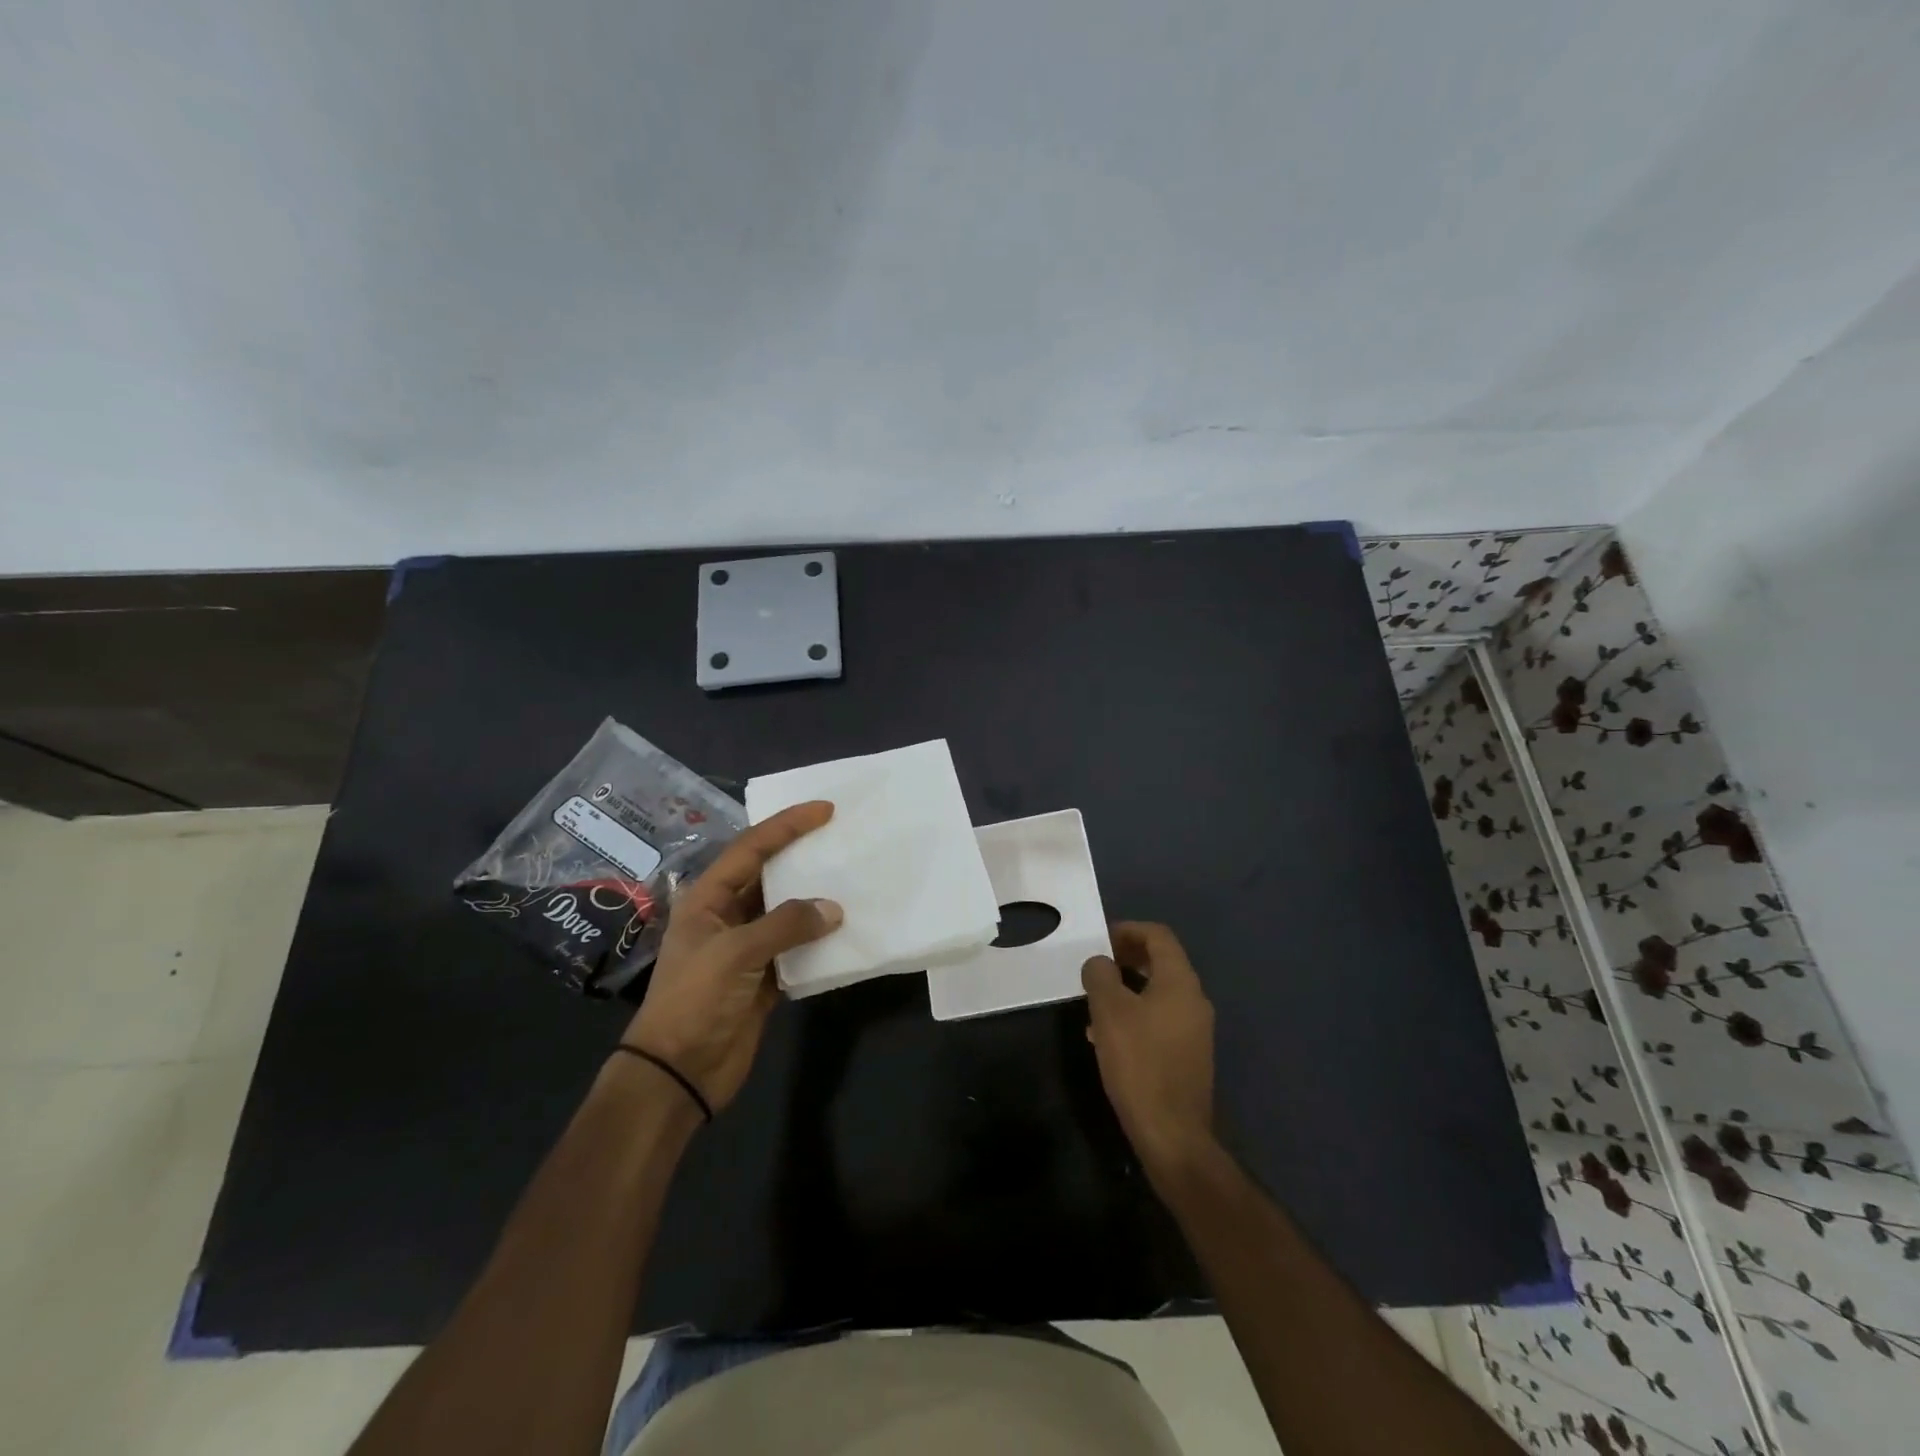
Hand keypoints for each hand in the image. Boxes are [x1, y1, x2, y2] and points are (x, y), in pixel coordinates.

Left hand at [624, 801, 841, 1113]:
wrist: (678, 1073)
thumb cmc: (694, 1001)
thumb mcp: (735, 954)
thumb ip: (785, 925)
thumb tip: (834, 909)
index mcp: (708, 899)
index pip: (751, 848)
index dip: (787, 825)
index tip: (825, 809)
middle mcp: (728, 915)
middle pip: (770, 874)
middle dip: (804, 855)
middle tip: (844, 837)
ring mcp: (748, 947)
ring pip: (788, 911)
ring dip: (816, 898)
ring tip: (854, 877)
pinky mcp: (765, 977)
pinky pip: (798, 947)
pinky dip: (820, 939)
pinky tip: (848, 929)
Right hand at [1082, 922, 1216, 1181]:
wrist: (1172, 1134)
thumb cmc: (1139, 1063)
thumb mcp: (1109, 1011)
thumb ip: (1101, 976)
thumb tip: (1100, 962)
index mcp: (1180, 982)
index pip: (1159, 936)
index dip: (1128, 930)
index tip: (1100, 939)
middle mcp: (1194, 1000)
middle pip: (1161, 962)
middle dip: (1126, 958)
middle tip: (1096, 966)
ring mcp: (1195, 1029)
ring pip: (1158, 993)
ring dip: (1128, 988)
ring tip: (1095, 1003)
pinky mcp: (1189, 1055)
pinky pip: (1160, 1019)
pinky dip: (1136, 1015)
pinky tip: (1108, 1037)